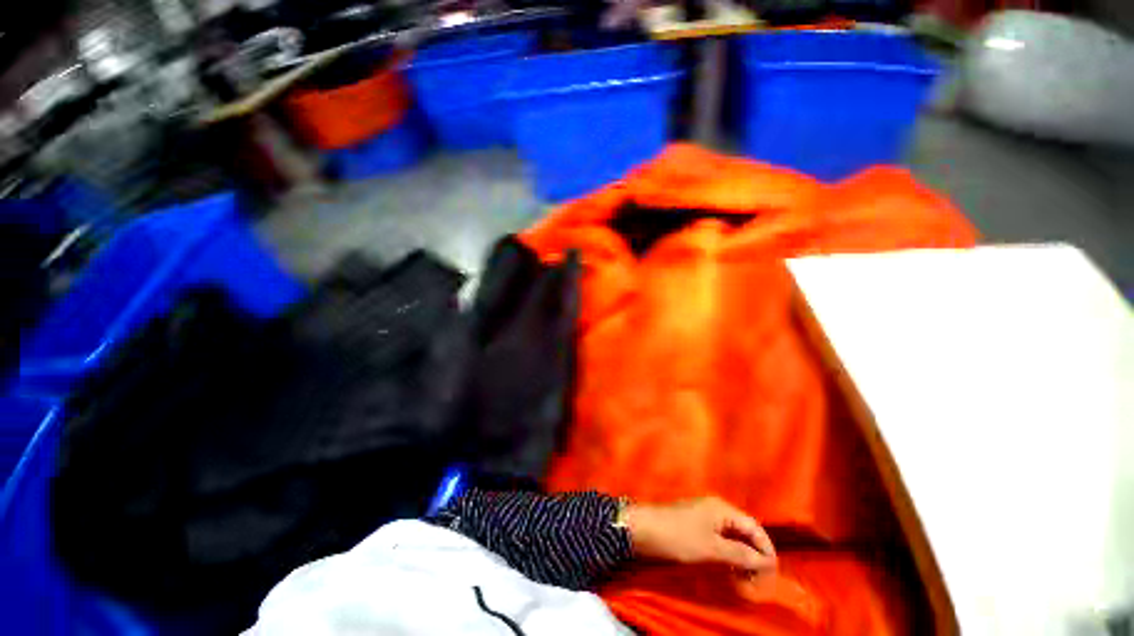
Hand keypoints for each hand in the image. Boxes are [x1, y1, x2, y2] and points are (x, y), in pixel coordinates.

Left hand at [623, 496, 776, 573]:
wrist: (644, 530)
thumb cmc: (679, 536)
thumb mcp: (712, 547)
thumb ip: (740, 553)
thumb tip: (766, 560)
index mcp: (722, 508)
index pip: (754, 527)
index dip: (766, 549)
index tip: (772, 573)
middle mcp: (715, 509)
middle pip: (744, 531)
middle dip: (754, 553)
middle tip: (758, 579)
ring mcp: (704, 516)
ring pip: (732, 536)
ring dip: (741, 555)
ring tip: (745, 577)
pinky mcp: (694, 526)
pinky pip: (719, 539)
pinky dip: (728, 553)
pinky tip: (728, 568)